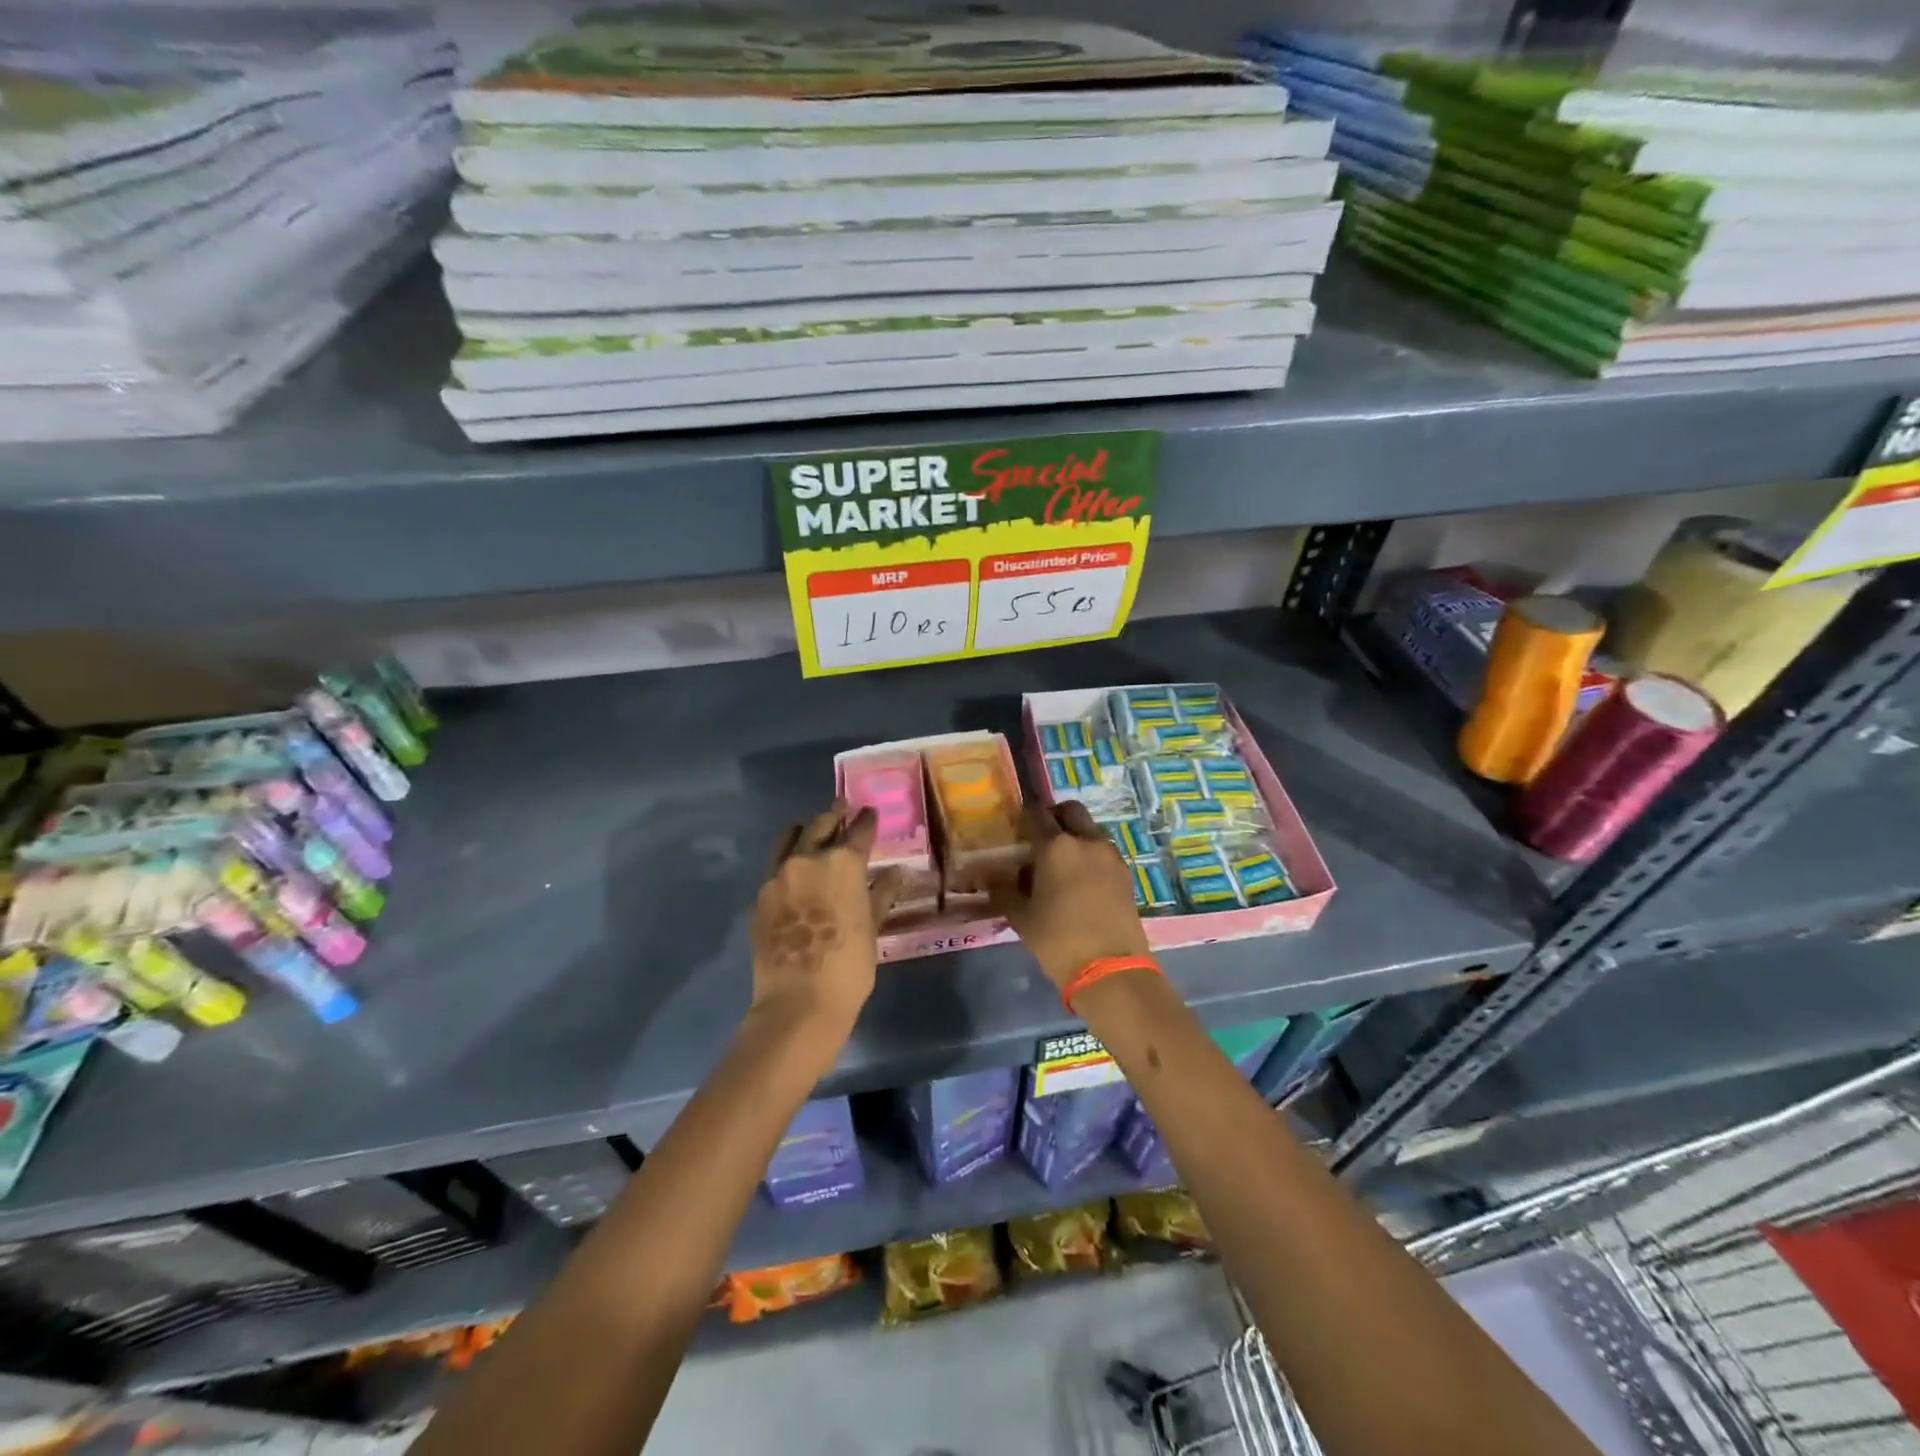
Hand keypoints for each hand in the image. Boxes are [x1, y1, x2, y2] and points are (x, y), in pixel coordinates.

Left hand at [749, 802, 901, 1044]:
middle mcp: (807, 859)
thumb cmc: (849, 966)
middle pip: (820, 825)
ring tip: (812, 832)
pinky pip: (774, 869)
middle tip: (842, 810)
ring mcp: (777, 877)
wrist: (799, 1003)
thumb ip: (881, 895)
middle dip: (834, 816)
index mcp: (842, 863)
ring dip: (804, 832)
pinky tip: (793, 875)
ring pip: (790, 840)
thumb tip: (895, 874)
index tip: (870, 812)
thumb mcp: (872, 928)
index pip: (859, 831)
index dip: (867, 820)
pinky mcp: (758, 899)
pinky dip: (786, 864)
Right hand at [989, 801, 1148, 990]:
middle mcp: (1086, 841)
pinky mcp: (1126, 873)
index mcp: (1056, 846)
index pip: (1036, 814)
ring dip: (1074, 836)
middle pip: (1070, 811)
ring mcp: (1110, 856)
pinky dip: (1090, 855)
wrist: (1110, 968)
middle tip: (1040, 839)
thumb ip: (1004, 889)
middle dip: (1054, 817)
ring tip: (1060, 864)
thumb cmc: (1058, 939)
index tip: (1015, 829)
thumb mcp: (1021, 916)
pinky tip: (1080, 881)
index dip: (1023, 817)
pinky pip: (1103, 851)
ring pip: (1090, 830)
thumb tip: (993, 876)